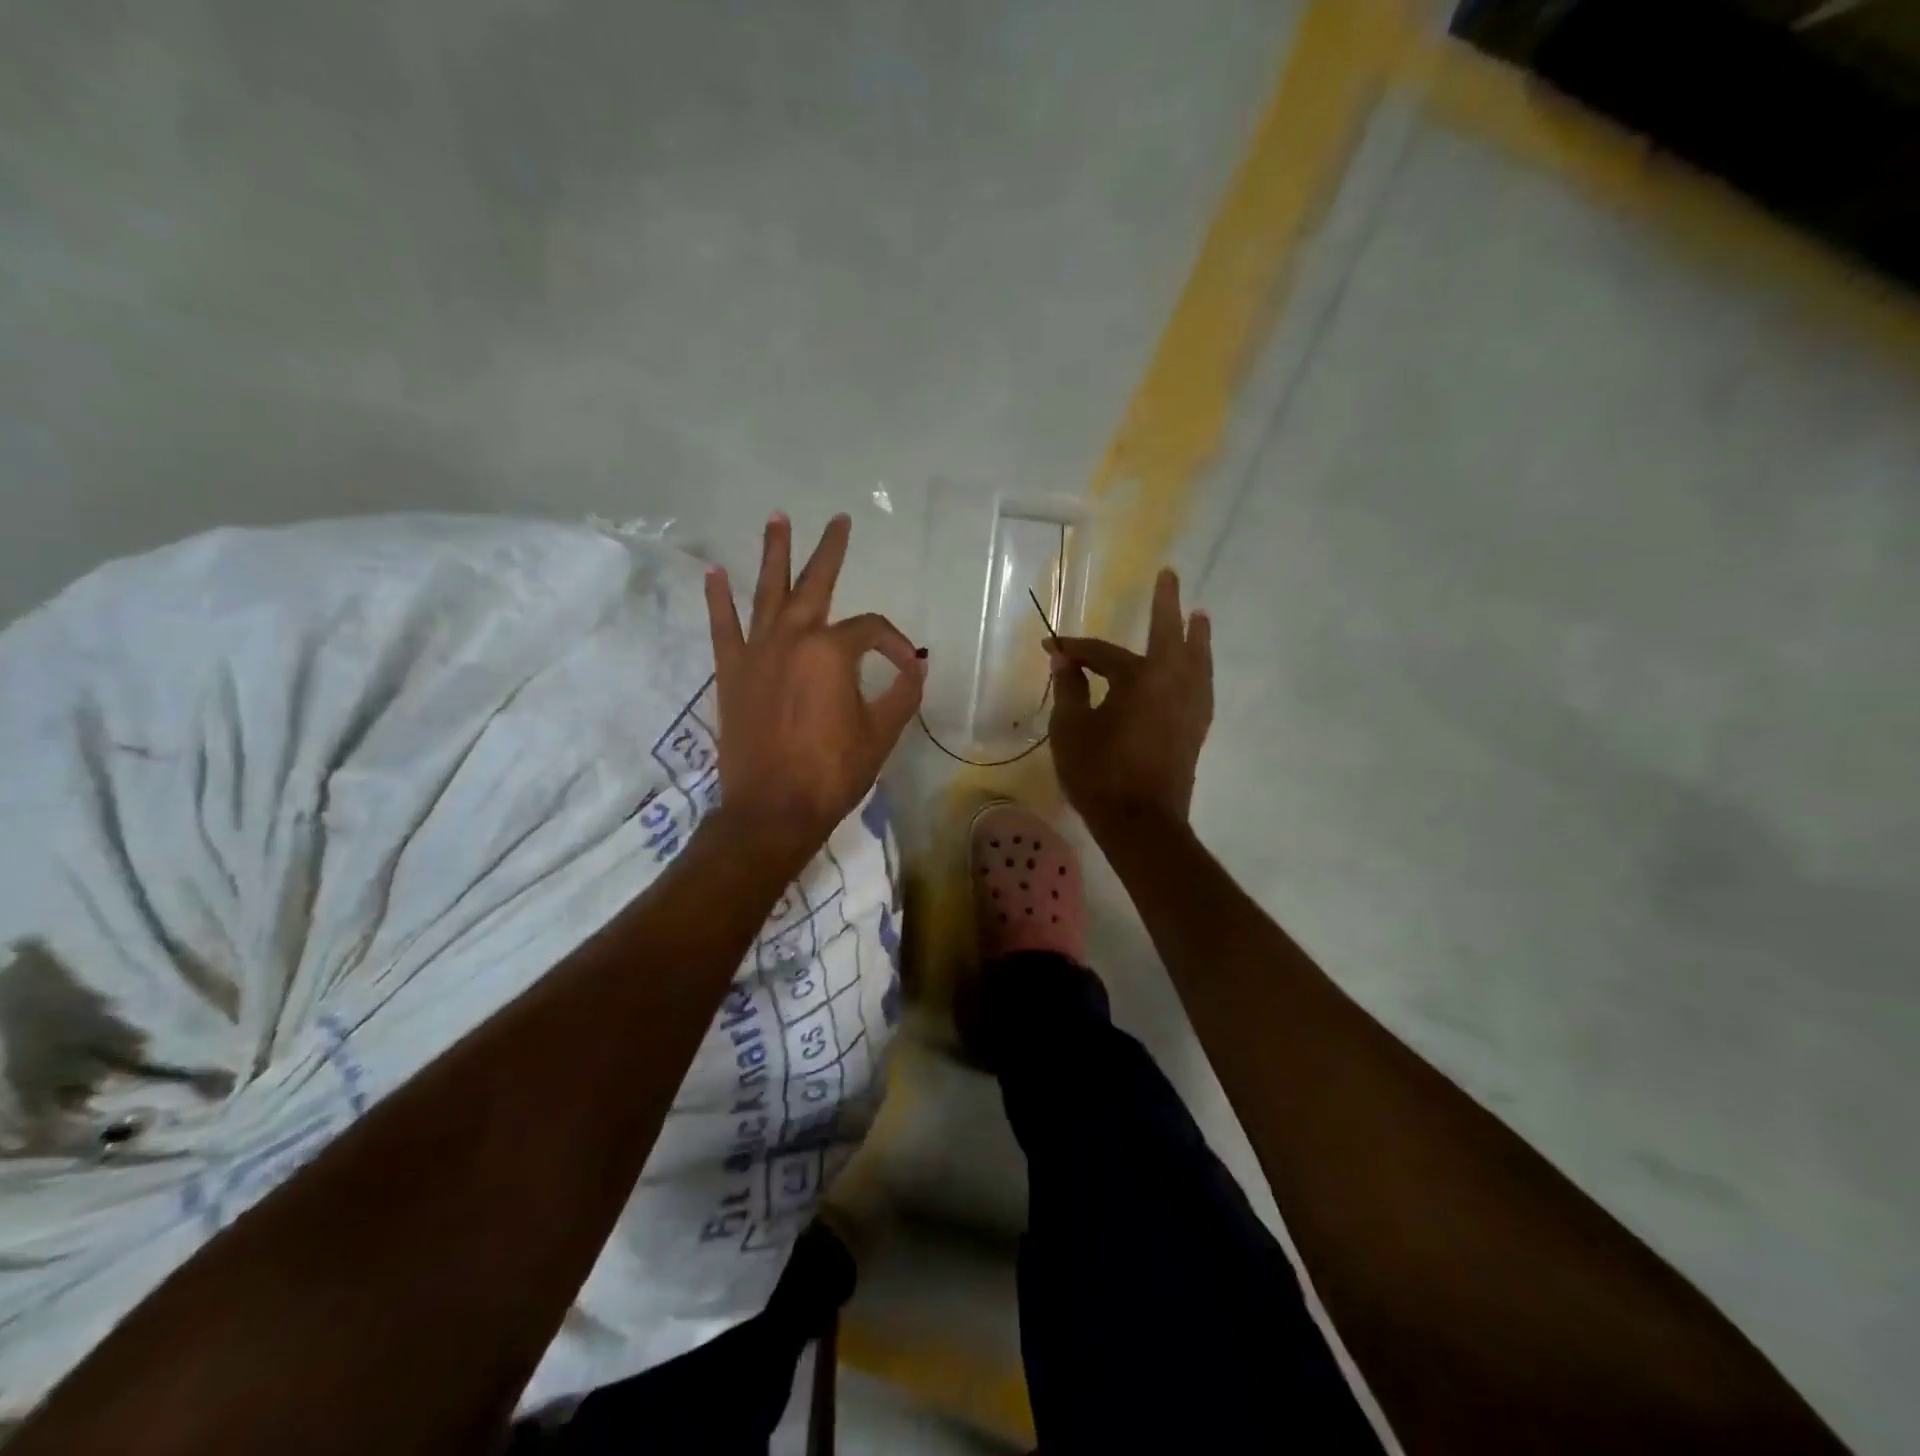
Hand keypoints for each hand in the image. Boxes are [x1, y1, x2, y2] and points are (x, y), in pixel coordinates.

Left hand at [704, 513, 924, 866]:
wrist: (772, 810)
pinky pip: (723, 627)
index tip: (904, 667)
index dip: (894, 645)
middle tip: (838, 521)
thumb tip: (914, 667)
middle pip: (815, 584)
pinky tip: (714, 573)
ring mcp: (756, 652)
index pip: (872, 630)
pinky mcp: (731, 672)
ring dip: (774, 554)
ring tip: (777, 518)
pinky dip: (718, 600)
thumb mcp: (882, 734)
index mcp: (833, 652)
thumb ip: (903, 694)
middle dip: (830, 551)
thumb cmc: (832, 772)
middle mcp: (793, 638)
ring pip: (767, 592)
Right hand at [1047, 568, 1212, 829]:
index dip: (1073, 649)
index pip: (1102, 653)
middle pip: (1171, 634)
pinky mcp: (1197, 729)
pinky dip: (1200, 669)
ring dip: (1196, 636)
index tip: (1050, 646)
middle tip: (1170, 577)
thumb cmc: (1100, 774)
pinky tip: (1198, 671)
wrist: (1141, 823)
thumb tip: (1065, 660)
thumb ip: (1070, 689)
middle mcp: (1174, 682)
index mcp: (1140, 678)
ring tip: (1200, 617)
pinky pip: (1202, 686)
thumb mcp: (1071, 730)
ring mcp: (1191, 706)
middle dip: (1167, 604)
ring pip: (1198, 660)